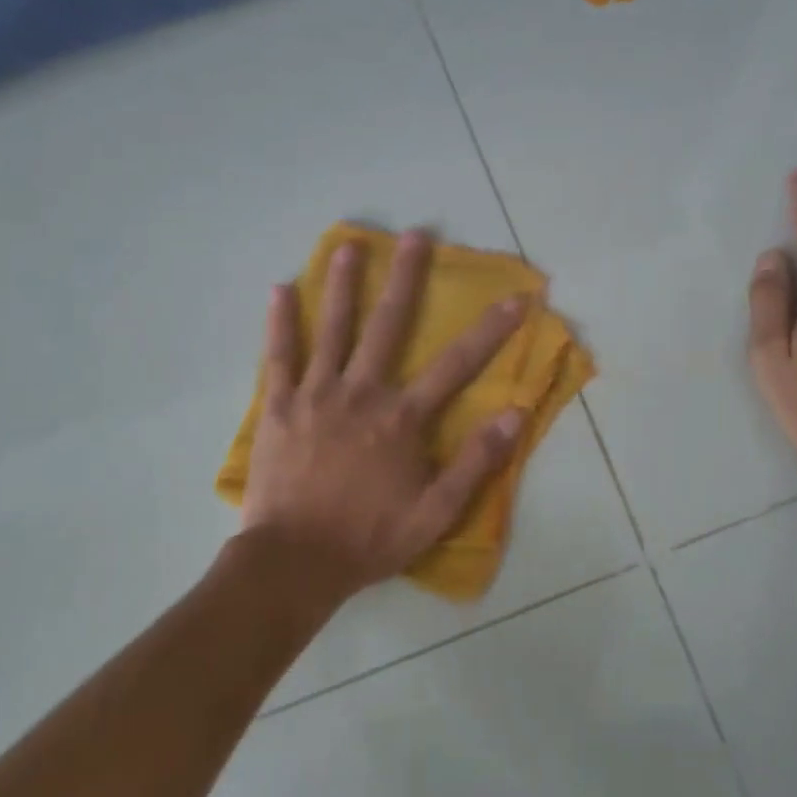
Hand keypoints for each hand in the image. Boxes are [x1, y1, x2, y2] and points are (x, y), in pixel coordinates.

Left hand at [241, 230, 526, 599]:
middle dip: (406, 278)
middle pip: (388, 325)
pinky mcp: (280, 407)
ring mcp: (317, 395)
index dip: (491, 330)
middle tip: (415, 234)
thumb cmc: (369, 538)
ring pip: (333, 329)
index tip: (517, 298)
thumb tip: (515, 413)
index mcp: (402, 418)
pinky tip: (280, 289)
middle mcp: (362, 393)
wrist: (294, 562)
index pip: (457, 365)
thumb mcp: (436, 512)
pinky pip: (280, 356)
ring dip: (343, 284)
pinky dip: (280, 322)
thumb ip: (476, 462)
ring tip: (349, 245)